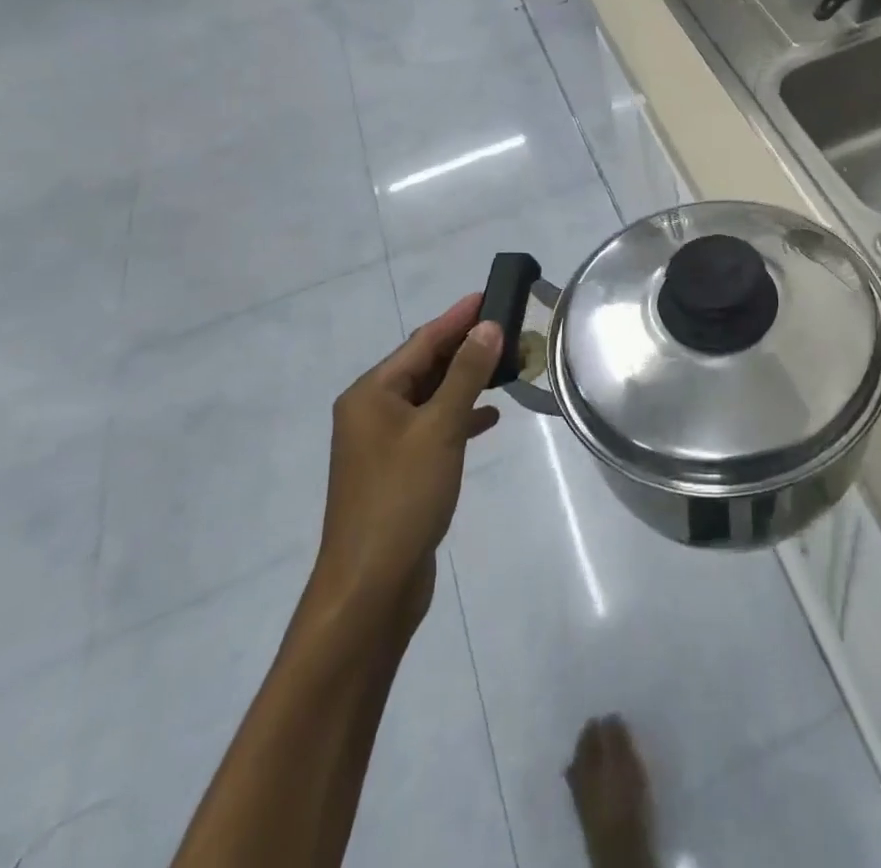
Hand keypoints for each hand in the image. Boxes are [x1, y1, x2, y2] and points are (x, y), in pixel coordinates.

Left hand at [308, 295, 502, 632]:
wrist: (371, 586)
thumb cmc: (401, 497)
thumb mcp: (439, 428)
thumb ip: (466, 374)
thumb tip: (488, 326)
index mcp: (371, 394)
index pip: (422, 341)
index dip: (458, 317)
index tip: (491, 295)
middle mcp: (372, 412)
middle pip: (425, 366)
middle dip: (466, 347)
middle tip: (509, 329)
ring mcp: (383, 443)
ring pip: (431, 397)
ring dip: (466, 381)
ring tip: (508, 366)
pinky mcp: (398, 471)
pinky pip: (433, 427)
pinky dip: (459, 417)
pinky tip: (489, 417)